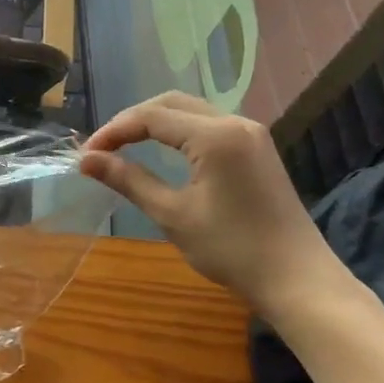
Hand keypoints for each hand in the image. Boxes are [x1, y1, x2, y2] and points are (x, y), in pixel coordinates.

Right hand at [79, 92, 343, 309]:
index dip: (114, 131)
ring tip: (125, 147)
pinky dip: (179, 131)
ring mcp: (251, 133)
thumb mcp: (172, 215)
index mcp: (214, 135)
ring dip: (155, 122)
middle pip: (171, 103)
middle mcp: (235, 122)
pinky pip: (209, 125)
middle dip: (132, 120)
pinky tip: (162, 151)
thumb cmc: (231, 250)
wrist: (297, 279)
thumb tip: (86, 160)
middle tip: (102, 148)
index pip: (151, 117)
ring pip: (191, 111)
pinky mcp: (257, 148)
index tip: (86, 155)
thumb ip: (129, 180)